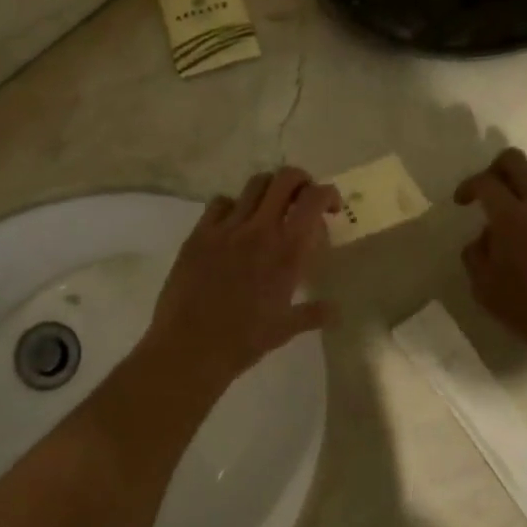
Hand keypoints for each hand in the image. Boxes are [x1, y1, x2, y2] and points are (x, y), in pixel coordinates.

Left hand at [143, 169, 340, 392]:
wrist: (190, 348)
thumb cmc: (243, 341)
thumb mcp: (285, 329)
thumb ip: (313, 314)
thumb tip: (336, 311)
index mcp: (287, 252)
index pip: (313, 200)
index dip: (327, 194)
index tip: (330, 208)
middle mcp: (259, 230)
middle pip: (284, 178)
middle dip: (300, 180)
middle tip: (303, 199)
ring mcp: (226, 229)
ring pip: (253, 185)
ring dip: (269, 190)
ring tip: (270, 209)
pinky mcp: (199, 235)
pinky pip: (220, 203)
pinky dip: (234, 206)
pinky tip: (234, 225)